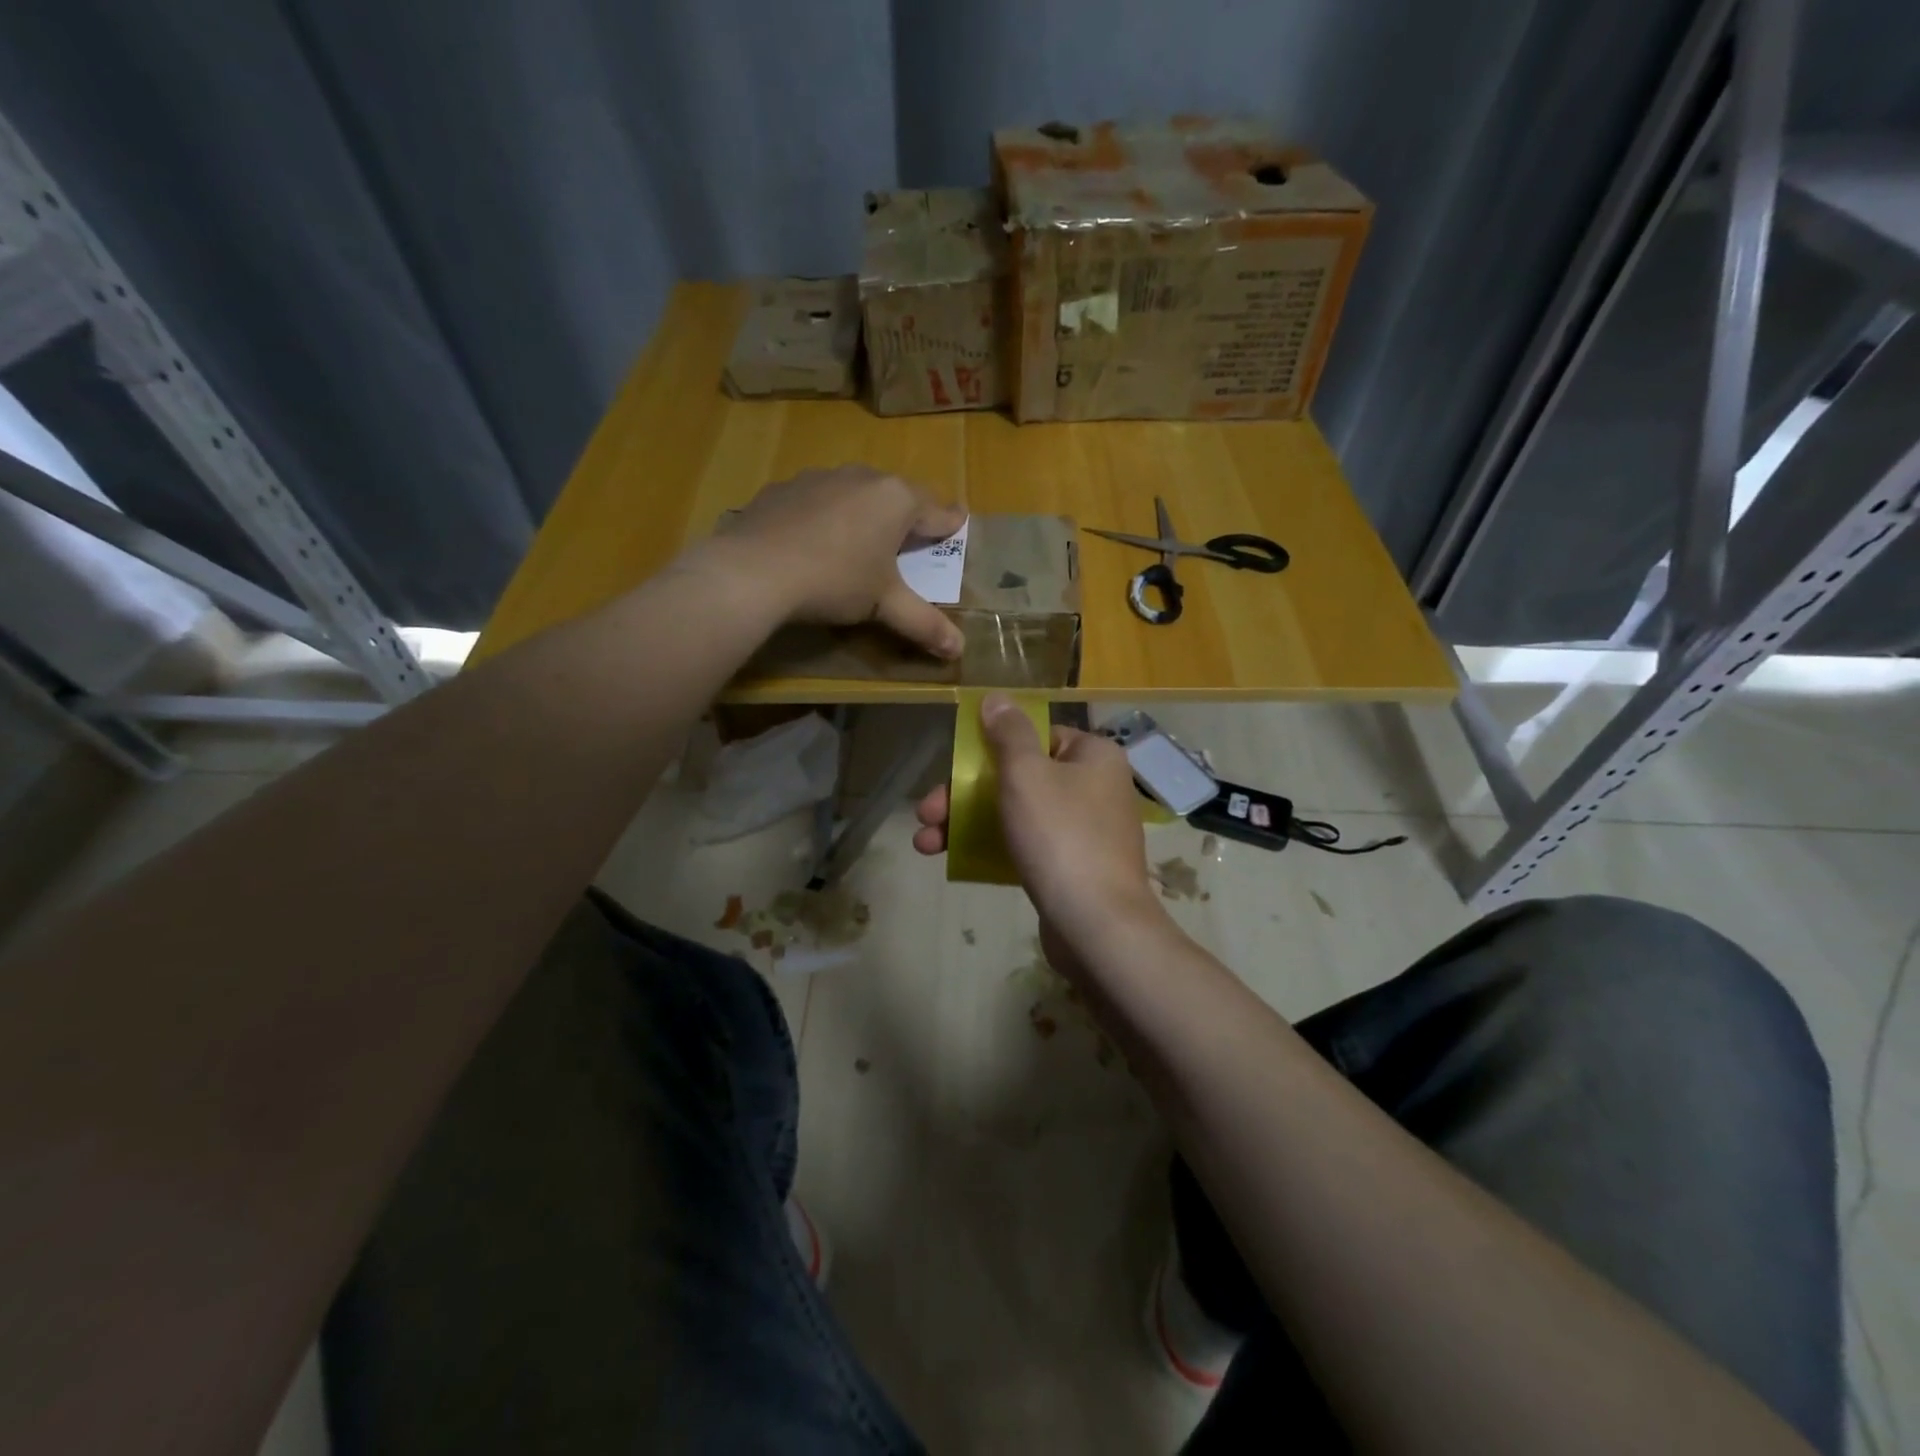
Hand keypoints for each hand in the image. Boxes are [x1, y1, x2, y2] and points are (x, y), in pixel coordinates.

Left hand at [707, 465, 966, 658]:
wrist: (755, 571)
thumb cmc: (835, 581)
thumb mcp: (884, 605)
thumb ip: (923, 623)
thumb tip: (959, 650)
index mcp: (895, 499)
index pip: (934, 510)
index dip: (948, 522)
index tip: (958, 522)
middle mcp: (861, 477)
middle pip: (894, 495)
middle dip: (905, 514)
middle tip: (910, 534)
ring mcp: (818, 478)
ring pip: (853, 492)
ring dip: (863, 511)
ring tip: (861, 537)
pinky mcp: (782, 489)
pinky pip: (815, 500)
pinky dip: (824, 516)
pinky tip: (814, 540)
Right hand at [913, 693, 1173, 972]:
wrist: (1096, 925)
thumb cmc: (1060, 835)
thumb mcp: (1026, 774)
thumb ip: (1008, 733)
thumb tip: (996, 697)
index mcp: (1093, 756)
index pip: (1039, 736)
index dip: (993, 747)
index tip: (957, 765)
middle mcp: (1095, 788)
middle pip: (1019, 778)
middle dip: (964, 794)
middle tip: (925, 812)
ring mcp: (1085, 832)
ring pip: (1017, 814)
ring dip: (967, 823)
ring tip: (923, 843)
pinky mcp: (1072, 869)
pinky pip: (1027, 846)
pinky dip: (992, 848)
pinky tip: (954, 860)